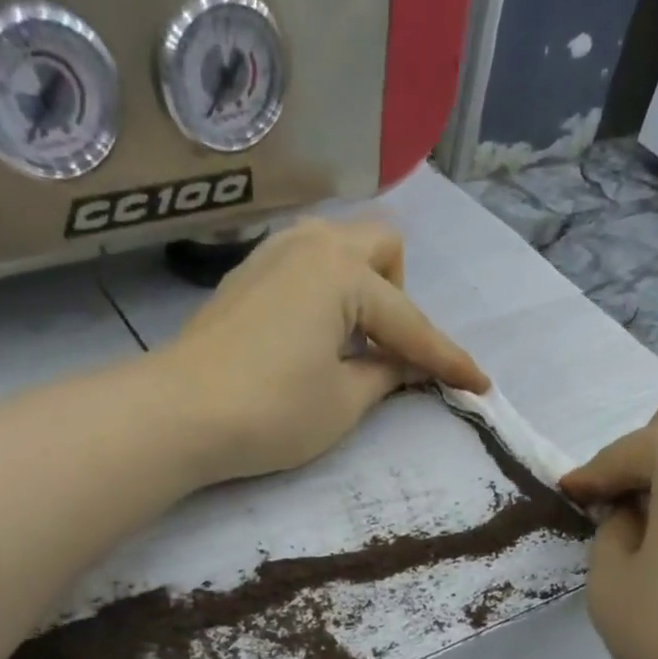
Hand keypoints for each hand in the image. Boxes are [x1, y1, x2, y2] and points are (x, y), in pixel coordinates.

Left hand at [161, 218, 488, 483]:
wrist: (177, 414)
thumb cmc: (271, 411)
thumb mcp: (343, 403)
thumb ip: (385, 376)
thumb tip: (404, 365)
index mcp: (343, 271)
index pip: (410, 323)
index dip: (447, 360)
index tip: (480, 385)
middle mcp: (310, 244)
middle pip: (381, 249)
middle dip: (399, 299)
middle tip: (387, 353)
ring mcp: (271, 254)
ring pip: (340, 251)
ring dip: (362, 292)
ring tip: (351, 346)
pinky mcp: (245, 277)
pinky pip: (307, 269)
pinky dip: (327, 297)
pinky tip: (314, 339)